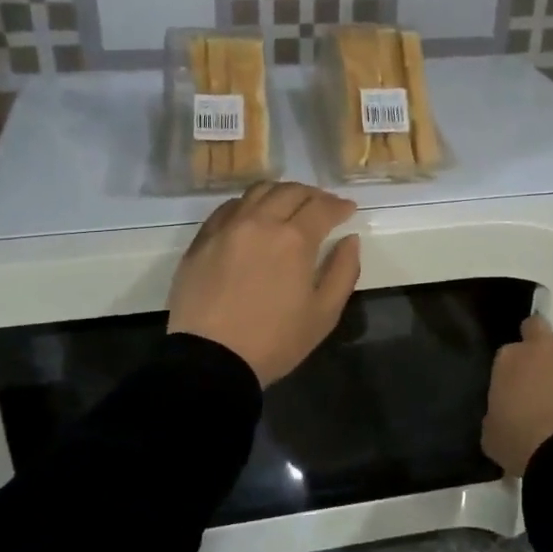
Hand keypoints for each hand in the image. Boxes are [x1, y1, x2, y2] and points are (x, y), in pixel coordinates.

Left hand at [167, 182, 361, 385]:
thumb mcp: (324, 314)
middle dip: (313, 195)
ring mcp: (227, 228)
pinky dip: (248, 205)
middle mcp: (260, 222)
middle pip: (290, 192)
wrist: (210, 360)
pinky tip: (253, 217)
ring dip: (280, 193)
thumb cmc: (274, 341)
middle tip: (323, 207)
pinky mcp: (202, 240)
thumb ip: (343, 271)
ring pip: (257, 192)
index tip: (349, 210)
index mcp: (294, 240)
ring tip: (289, 206)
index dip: (340, 206)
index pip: (322, 207)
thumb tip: (350, 240)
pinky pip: (228, 208)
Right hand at [481, 314, 552, 477]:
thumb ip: (497, 413)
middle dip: (541, 342)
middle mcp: (543, 346)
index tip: (518, 387)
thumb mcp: (493, 433)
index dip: (515, 368)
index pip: (509, 352)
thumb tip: (505, 414)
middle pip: (539, 327)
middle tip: (544, 370)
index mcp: (509, 358)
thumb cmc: (521, 443)